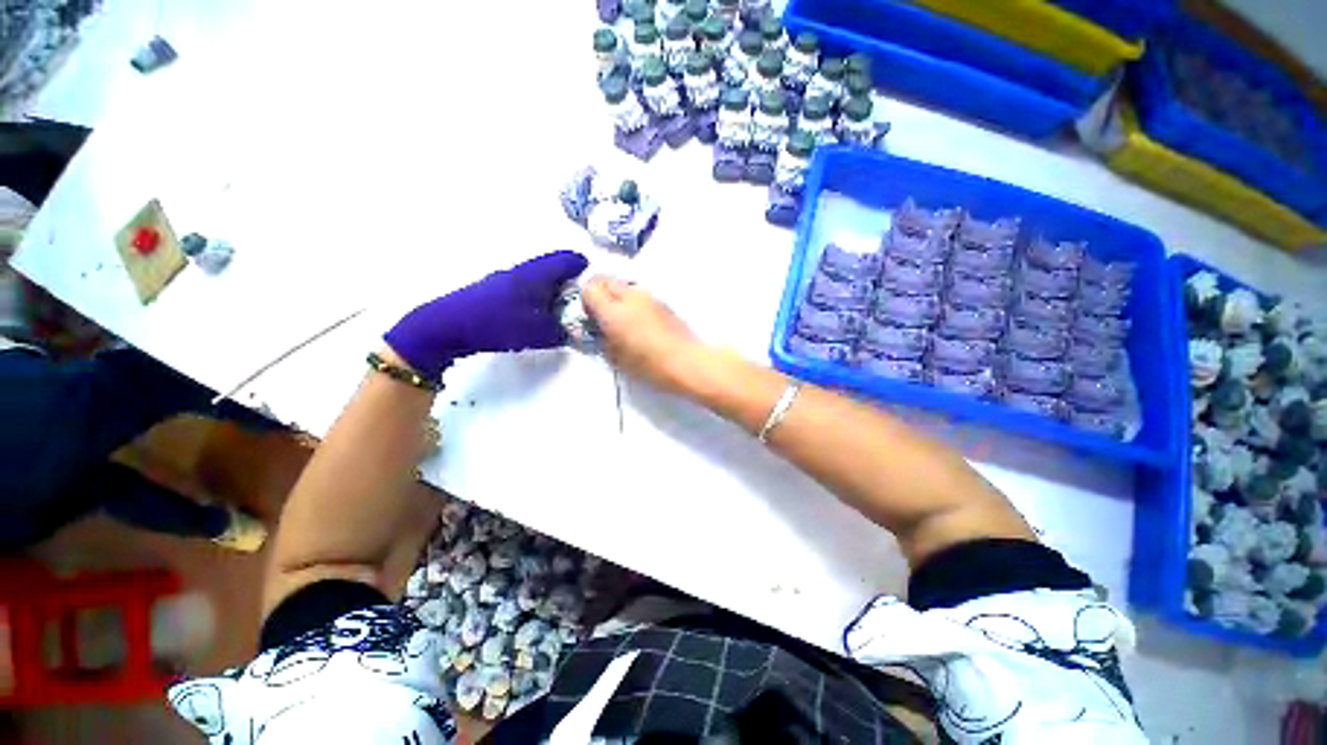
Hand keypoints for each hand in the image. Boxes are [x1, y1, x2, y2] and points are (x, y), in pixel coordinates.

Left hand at [385, 251, 588, 378]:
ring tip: (558, 319)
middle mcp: (525, 269)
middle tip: (581, 309)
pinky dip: (535, 302)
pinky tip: (533, 323)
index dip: (587, 272)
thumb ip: (559, 331)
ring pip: (539, 281)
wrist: (449, 325)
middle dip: (571, 286)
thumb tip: (572, 331)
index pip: (571, 259)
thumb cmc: (496, 322)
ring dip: (551, 295)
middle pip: (556, 269)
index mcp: (539, 271)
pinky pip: (525, 291)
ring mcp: (508, 279)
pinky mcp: (495, 292)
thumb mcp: (536, 333)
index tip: (596, 291)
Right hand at [580, 276, 706, 394]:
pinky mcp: (662, 302)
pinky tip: (639, 324)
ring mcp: (648, 296)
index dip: (585, 301)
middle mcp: (629, 295)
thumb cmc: (648, 364)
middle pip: (606, 280)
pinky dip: (633, 303)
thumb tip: (587, 330)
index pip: (589, 287)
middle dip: (599, 294)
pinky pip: (639, 295)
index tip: (589, 317)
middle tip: (601, 317)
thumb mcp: (614, 357)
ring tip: (622, 322)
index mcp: (613, 309)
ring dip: (617, 297)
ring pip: (624, 286)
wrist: (687, 362)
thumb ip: (598, 339)